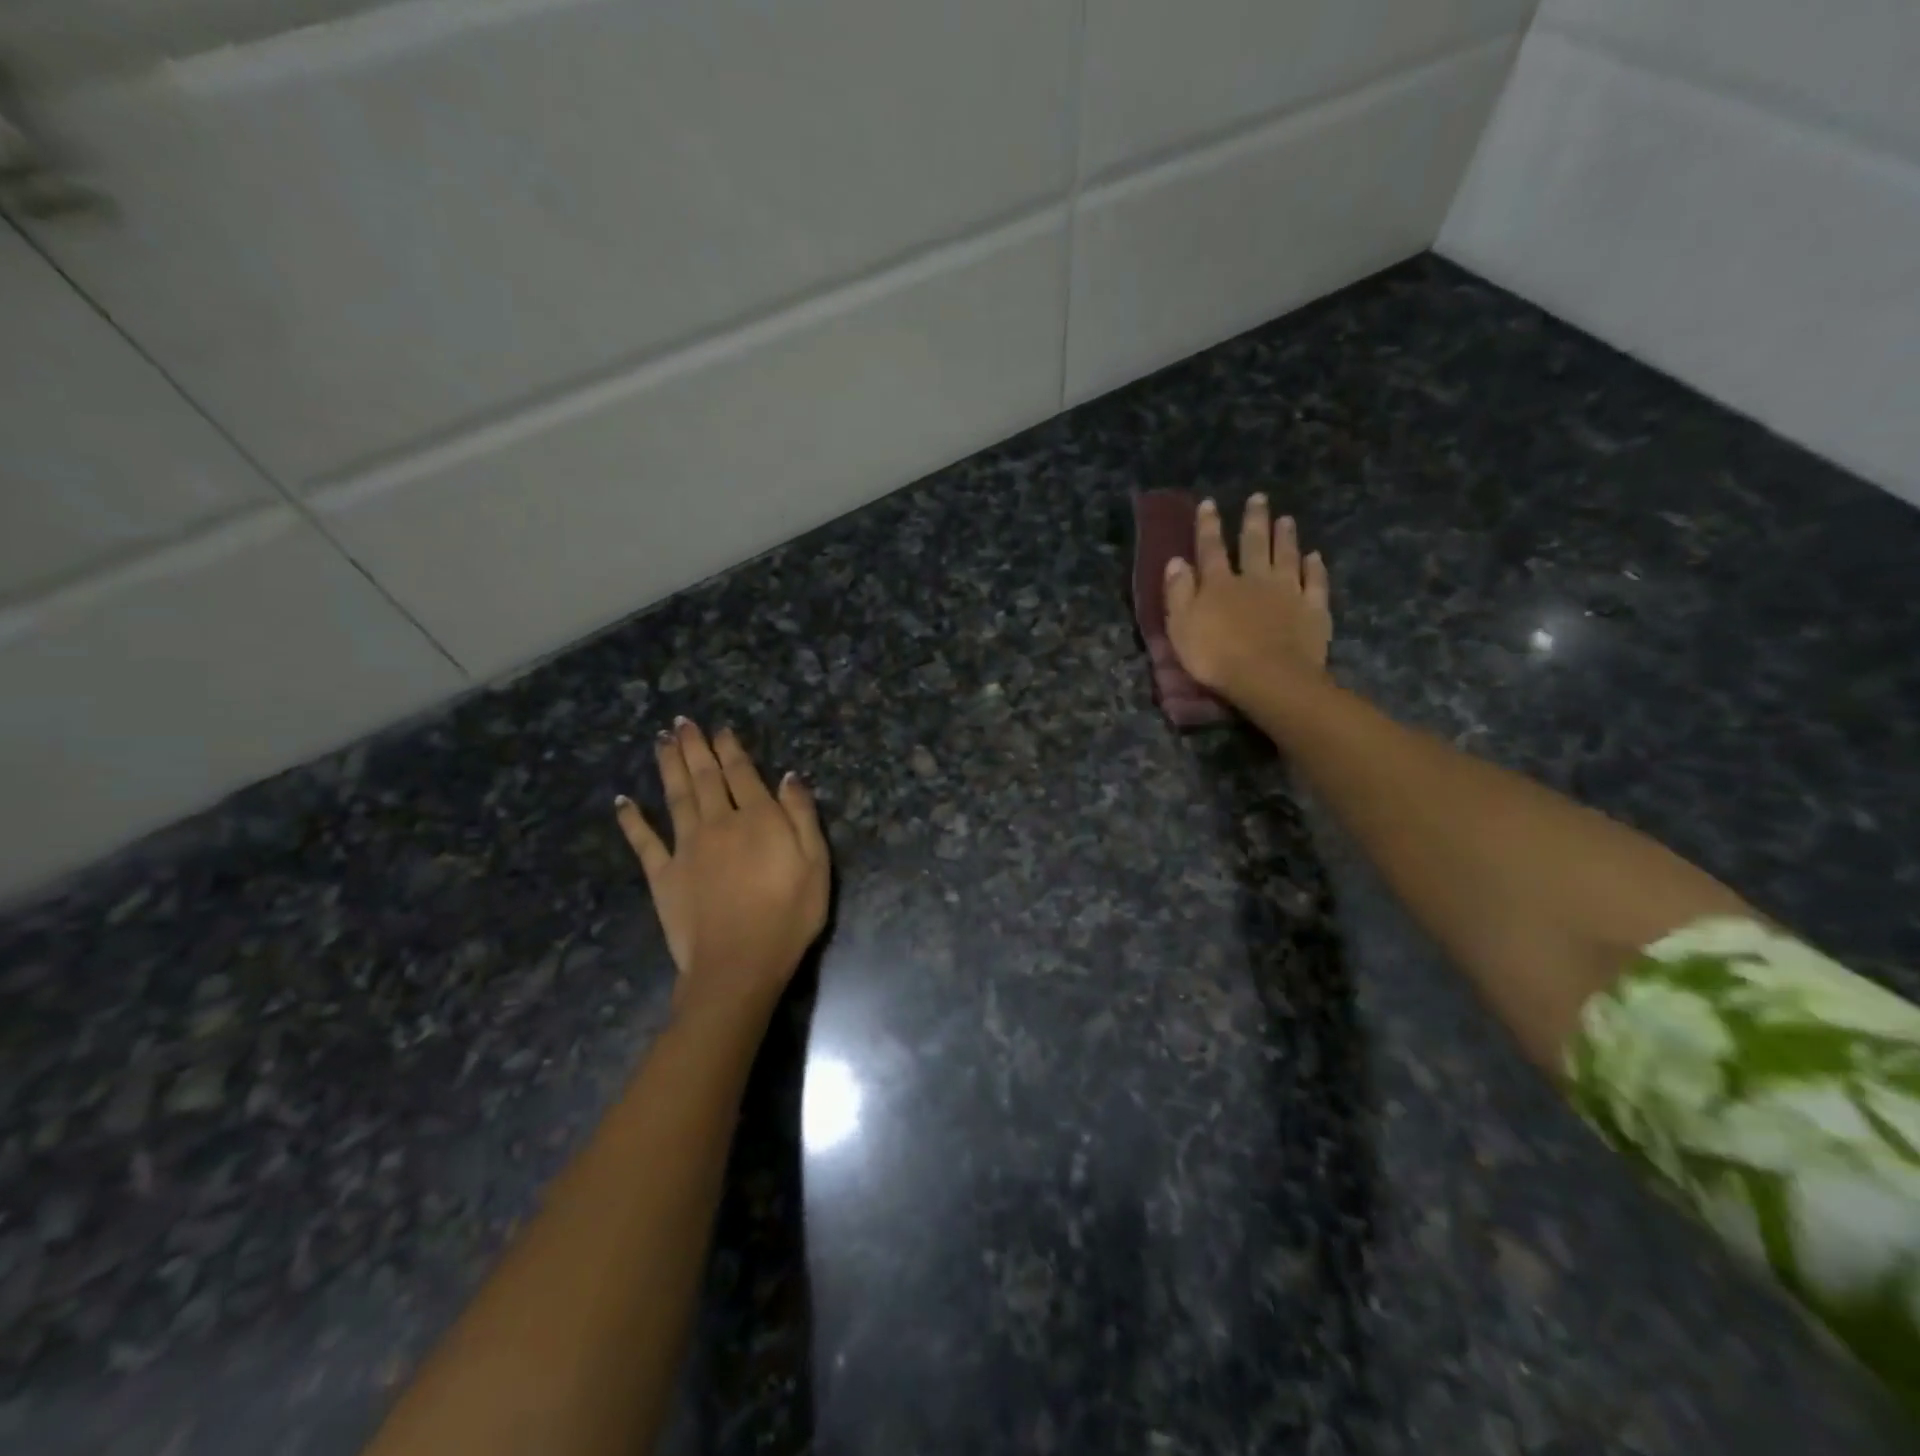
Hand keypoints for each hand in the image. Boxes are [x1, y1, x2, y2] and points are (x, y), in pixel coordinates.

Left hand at [615, 720, 829, 1026]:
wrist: (739, 962)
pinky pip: (644, 841)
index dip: (730, 749)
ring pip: (676, 796)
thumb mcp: (816, 863)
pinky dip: (632, 820)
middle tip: (682, 722)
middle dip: (694, 747)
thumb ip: (801, 816)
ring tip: (661, 742)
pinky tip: (622, 801)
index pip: (742, 773)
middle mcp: (718, 822)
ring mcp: (686, 847)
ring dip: (668, 766)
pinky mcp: (663, 874)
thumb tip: (789, 777)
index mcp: (758, 818)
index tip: (720, 729)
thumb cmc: (788, 914)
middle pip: (705, 777)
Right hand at [1164, 494, 1331, 702]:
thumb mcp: (1181, 626)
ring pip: (1287, 557)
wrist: (1268, 678)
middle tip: (1258, 498)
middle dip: (1254, 520)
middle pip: (1254, 544)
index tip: (1209, 503)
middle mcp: (1255, 579)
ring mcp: (1288, 592)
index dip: (1208, 526)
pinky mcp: (1313, 610)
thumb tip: (1176, 561)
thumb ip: (1178, 592)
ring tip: (1287, 519)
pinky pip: (1315, 583)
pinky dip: (1315, 568)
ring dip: (1286, 537)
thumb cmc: (1216, 657)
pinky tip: (1315, 556)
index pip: (1211, 548)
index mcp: (1219, 584)